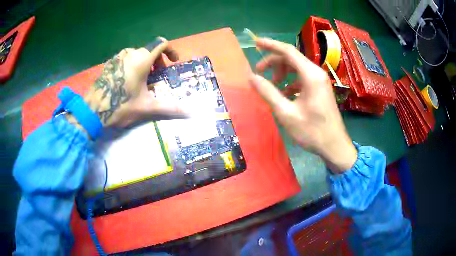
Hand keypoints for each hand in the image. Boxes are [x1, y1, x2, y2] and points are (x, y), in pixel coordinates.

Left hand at [81, 37, 184, 127]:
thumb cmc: (121, 106)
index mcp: (142, 59)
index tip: (173, 62)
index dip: (171, 50)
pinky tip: (128, 81)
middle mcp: (130, 53)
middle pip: (150, 50)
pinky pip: (126, 59)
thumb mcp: (146, 107)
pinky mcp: (109, 63)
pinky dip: (133, 65)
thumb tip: (190, 114)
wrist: (93, 110)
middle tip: (157, 76)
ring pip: (137, 54)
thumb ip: (169, 108)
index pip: (162, 43)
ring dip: (145, 63)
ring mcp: (118, 57)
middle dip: (158, 61)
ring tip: (143, 80)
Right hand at [248, 38, 356, 172]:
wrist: (334, 146)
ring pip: (297, 68)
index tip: (255, 42)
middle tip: (259, 73)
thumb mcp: (286, 113)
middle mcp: (316, 73)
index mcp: (310, 75)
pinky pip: (302, 78)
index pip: (288, 51)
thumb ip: (268, 92)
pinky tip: (285, 94)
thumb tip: (251, 77)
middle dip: (273, 62)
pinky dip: (291, 81)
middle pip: (291, 58)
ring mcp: (320, 81)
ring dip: (282, 72)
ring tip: (273, 86)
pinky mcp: (320, 88)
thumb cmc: (312, 131)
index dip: (270, 45)